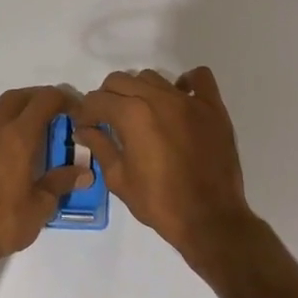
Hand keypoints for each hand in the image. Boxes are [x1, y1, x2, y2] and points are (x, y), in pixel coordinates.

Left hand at [0, 86, 92, 261]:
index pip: (44, 100)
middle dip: (37, 98)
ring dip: (12, 108)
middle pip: (16, 97)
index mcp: (18, 138)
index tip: (75, 110)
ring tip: (25, 125)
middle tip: (52, 112)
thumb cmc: (2, 224)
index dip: (63, 98)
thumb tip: (84, 172)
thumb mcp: (40, 207)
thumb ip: (61, 183)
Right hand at [73, 68, 255, 262]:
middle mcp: (158, 98)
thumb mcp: (119, 178)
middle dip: (108, 98)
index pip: (97, 99)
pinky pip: (199, 78)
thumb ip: (100, 146)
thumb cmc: (159, 202)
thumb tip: (84, 129)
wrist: (209, 219)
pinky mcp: (213, 107)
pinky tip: (179, 100)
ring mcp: (189, 100)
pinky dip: (186, 83)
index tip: (85, 126)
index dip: (85, 113)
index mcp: (132, 114)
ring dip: (140, 91)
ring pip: (154, 78)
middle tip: (109, 121)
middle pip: (121, 81)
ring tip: (142, 114)